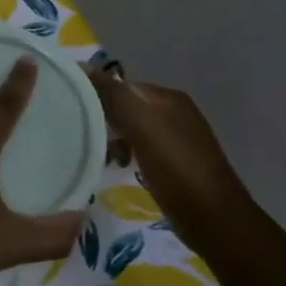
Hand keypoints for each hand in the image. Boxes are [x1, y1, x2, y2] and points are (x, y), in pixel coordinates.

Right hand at [86, 68, 249, 235]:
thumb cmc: (177, 169)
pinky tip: (119, 169)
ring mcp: (177, 139)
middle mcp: (174, 113)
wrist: (214, 219)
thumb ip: (114, 97)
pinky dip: (126, 155)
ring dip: (112, 140)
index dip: (96, 96)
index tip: (71, 114)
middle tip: (81, 138)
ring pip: (132, 130)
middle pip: (126, 107)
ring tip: (99, 158)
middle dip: (103, 120)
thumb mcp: (142, 127)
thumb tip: (82, 66)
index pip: (121, 86)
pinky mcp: (175, 164)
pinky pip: (141, 150)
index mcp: (168, 98)